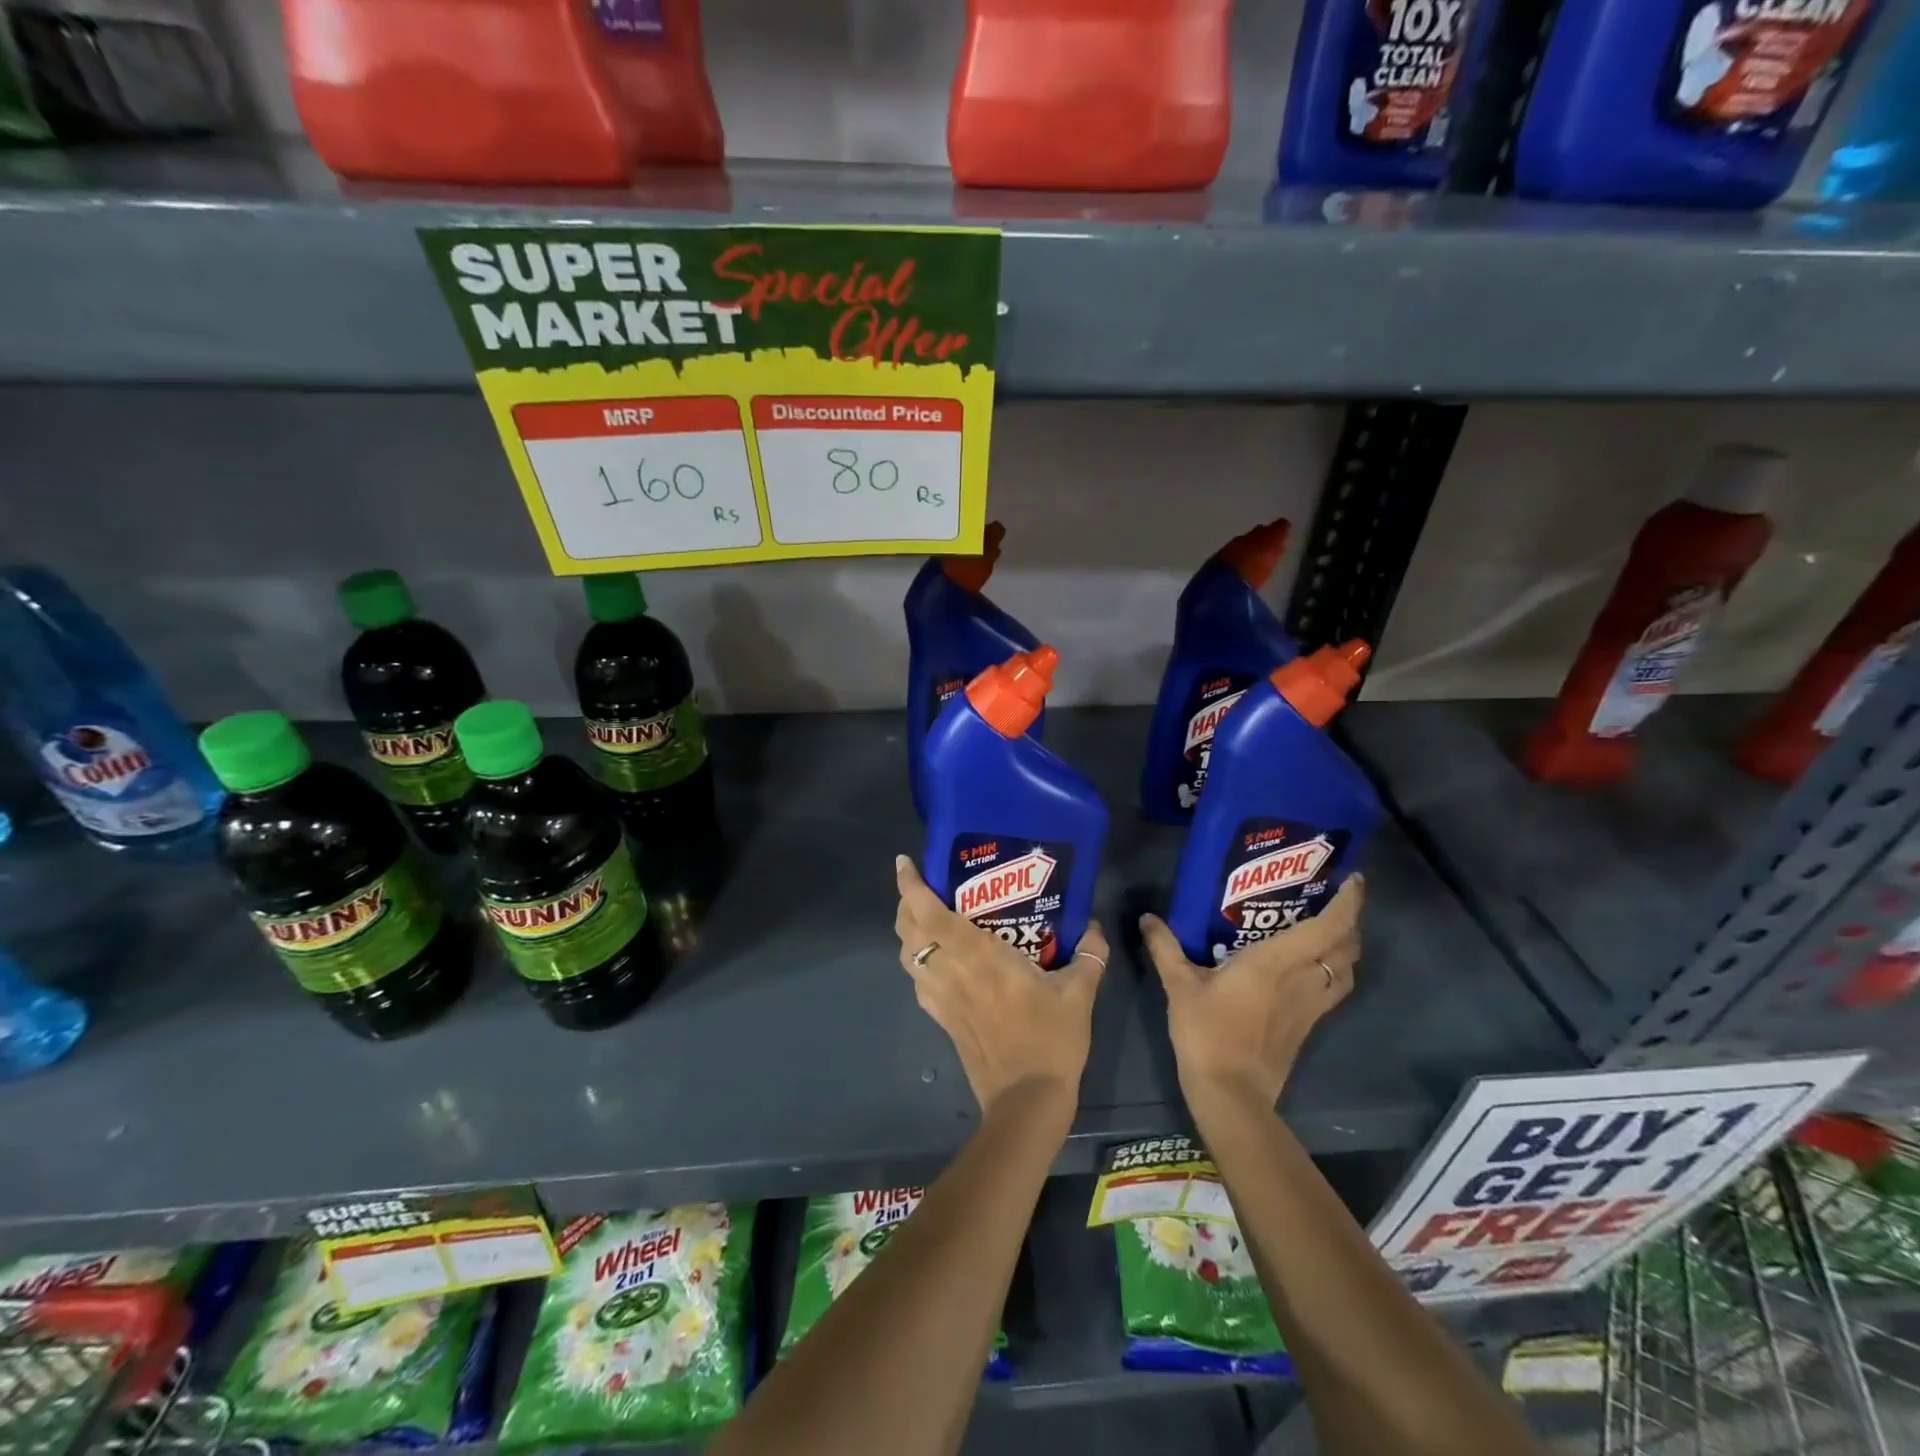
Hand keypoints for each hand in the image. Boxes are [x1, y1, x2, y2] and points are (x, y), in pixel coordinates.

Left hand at [893, 854, 1107, 1122]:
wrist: (1026, 1102)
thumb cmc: (1051, 1041)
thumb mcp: (1079, 994)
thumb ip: (1089, 955)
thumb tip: (1095, 927)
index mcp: (979, 957)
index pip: (931, 914)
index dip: (912, 887)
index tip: (905, 864)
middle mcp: (952, 972)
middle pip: (909, 931)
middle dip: (906, 903)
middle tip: (922, 886)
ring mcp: (942, 998)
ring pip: (908, 957)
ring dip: (908, 932)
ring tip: (923, 916)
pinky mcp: (942, 1020)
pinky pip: (918, 982)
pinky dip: (917, 962)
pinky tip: (935, 961)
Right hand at [1138, 875, 1363, 1112]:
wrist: (1231, 1094)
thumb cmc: (1207, 1033)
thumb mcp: (1180, 986)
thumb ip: (1165, 948)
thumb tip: (1147, 918)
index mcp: (1277, 962)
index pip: (1329, 927)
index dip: (1348, 902)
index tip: (1353, 879)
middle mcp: (1304, 980)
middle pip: (1347, 948)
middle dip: (1350, 922)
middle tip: (1332, 900)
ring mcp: (1310, 1007)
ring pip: (1346, 972)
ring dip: (1346, 949)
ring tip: (1328, 932)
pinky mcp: (1307, 1026)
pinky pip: (1333, 990)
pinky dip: (1333, 972)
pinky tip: (1311, 970)